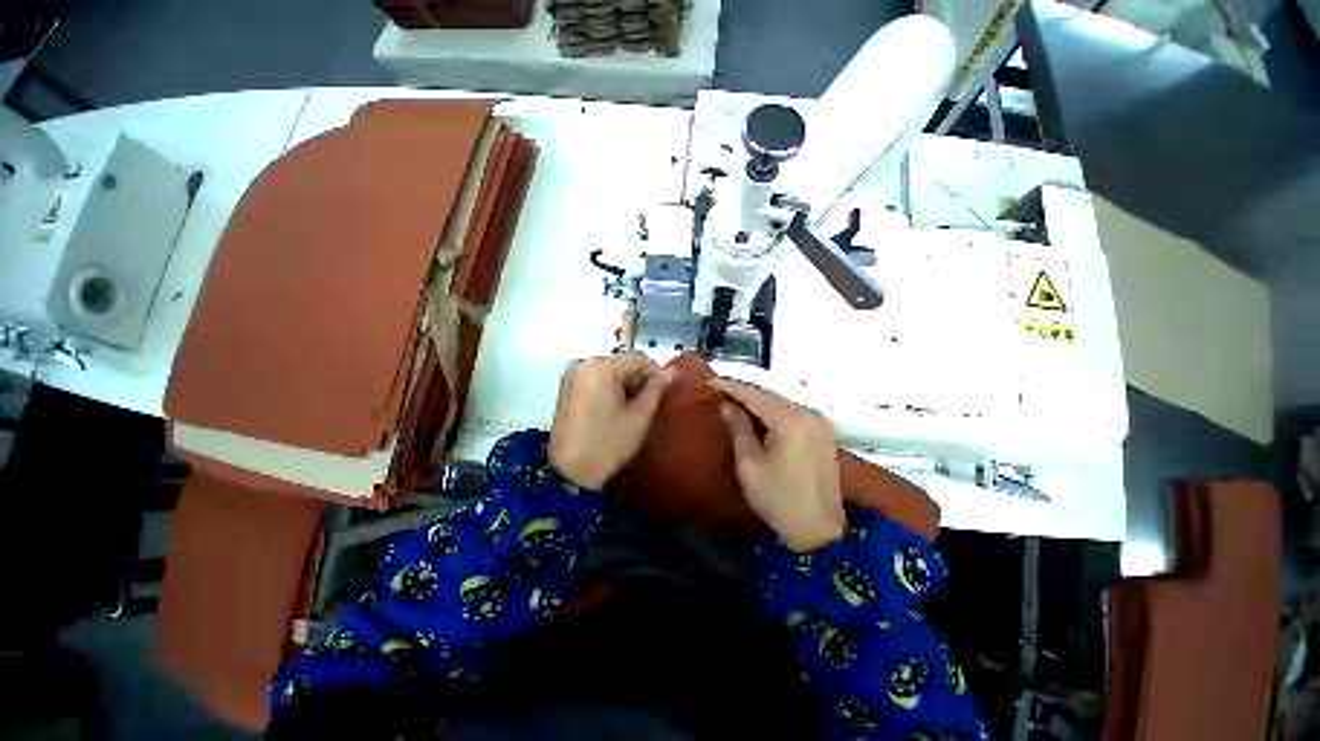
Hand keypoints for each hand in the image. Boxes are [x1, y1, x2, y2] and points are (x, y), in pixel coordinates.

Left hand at [549, 352, 675, 488]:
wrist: (570, 473)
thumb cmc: (609, 445)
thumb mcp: (639, 417)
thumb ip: (656, 389)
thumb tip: (672, 371)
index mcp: (600, 366)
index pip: (639, 359)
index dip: (657, 375)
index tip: (665, 395)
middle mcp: (582, 364)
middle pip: (621, 364)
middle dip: (638, 381)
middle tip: (649, 407)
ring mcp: (570, 376)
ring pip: (607, 373)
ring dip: (622, 387)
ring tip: (632, 412)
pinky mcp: (565, 390)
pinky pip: (593, 382)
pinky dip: (607, 392)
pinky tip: (613, 414)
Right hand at [711, 378, 845, 552]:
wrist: (817, 527)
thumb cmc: (778, 499)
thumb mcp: (750, 466)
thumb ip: (739, 430)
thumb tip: (728, 406)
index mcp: (790, 419)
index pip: (755, 394)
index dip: (731, 386)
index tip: (708, 381)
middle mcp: (809, 413)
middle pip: (772, 397)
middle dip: (745, 394)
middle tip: (719, 392)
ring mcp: (820, 424)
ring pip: (784, 406)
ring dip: (761, 405)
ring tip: (735, 404)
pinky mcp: (824, 436)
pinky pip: (795, 417)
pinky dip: (776, 415)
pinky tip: (760, 420)